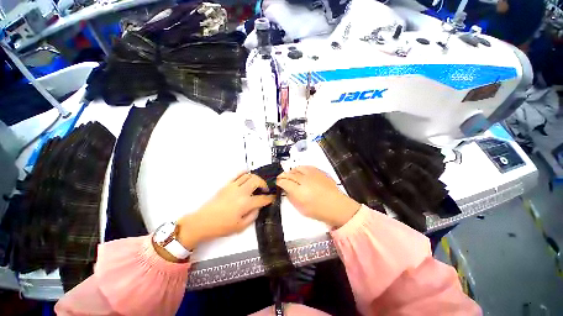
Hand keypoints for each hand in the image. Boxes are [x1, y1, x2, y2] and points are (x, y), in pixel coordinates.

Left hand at [176, 173, 274, 249]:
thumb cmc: (222, 226)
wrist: (203, 222)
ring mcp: (233, 186)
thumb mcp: (241, 226)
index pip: (262, 198)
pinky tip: (247, 176)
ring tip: (257, 184)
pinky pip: (238, 175)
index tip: (272, 198)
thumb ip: (253, 215)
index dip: (270, 198)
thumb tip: (258, 207)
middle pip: (257, 181)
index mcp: (245, 203)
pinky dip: (244, 173)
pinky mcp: (227, 185)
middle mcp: (241, 192)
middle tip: (265, 190)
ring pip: (248, 176)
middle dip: (264, 184)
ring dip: (256, 178)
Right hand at [277, 166, 359, 227]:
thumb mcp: (301, 209)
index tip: (277, 182)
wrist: (337, 206)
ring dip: (291, 171)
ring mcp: (312, 174)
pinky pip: (306, 167)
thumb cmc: (319, 211)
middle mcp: (304, 180)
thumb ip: (291, 198)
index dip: (278, 181)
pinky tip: (300, 172)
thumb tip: (286, 190)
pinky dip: (300, 169)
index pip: (284, 182)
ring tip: (290, 175)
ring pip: (297, 168)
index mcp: (299, 192)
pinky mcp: (318, 171)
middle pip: (289, 174)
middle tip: (281, 178)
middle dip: (283, 176)